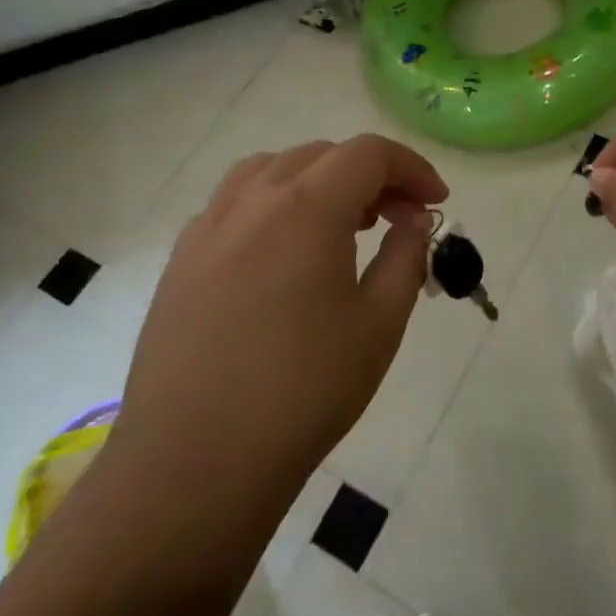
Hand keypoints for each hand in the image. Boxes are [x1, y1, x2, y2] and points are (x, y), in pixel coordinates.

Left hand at [107, 135, 447, 494]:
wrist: (196, 462)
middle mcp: (251, 201)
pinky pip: (233, 205)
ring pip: (269, 170)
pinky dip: (272, 206)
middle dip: (369, 176)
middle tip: (398, 219)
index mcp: (306, 208)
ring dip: (316, 181)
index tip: (435, 204)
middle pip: (319, 155)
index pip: (368, 154)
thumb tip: (412, 222)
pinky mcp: (180, 261)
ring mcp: (207, 228)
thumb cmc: (303, 392)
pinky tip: (283, 256)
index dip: (412, 168)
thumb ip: (405, 258)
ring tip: (340, 225)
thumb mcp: (379, 325)